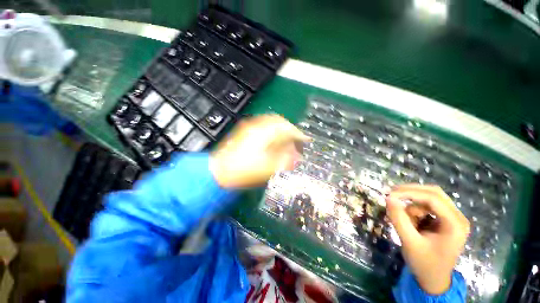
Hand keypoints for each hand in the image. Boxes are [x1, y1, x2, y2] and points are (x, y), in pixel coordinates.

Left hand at [209, 115, 309, 187]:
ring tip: (287, 141)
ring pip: (271, 123)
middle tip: (297, 140)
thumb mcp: (268, 168)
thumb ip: (285, 161)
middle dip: (290, 130)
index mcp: (264, 132)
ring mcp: (249, 127)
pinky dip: (272, 133)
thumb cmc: (244, 171)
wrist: (218, 172)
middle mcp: (257, 125)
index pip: (287, 128)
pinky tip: (273, 142)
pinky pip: (263, 127)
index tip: (306, 141)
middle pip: (279, 122)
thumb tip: (298, 157)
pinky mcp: (244, 132)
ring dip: (281, 131)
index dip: (298, 134)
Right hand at [386, 184, 469, 294]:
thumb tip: (388, 198)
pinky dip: (416, 209)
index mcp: (455, 225)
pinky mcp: (446, 220)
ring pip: (430, 198)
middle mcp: (458, 217)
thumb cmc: (424, 263)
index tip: (389, 195)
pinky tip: (412, 220)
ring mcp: (453, 218)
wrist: (434, 280)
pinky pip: (429, 206)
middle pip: (434, 193)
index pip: (433, 198)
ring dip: (413, 203)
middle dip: (411, 192)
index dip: (409, 193)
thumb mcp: (409, 242)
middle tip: (391, 194)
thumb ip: (398, 219)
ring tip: (404, 218)